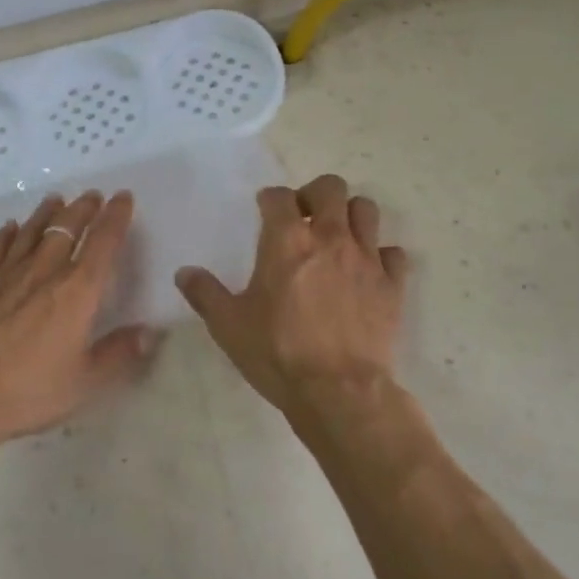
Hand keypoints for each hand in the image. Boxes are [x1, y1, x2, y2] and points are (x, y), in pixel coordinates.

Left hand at [0, 191, 159, 454]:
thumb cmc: (28, 390)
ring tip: (57, 200)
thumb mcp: (85, 382)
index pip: (103, 241)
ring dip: (48, 212)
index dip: (116, 216)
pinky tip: (11, 227)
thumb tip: (151, 332)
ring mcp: (8, 271)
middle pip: (68, 226)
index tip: (124, 197)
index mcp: (77, 290)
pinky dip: (8, 232)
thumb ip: (120, 353)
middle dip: (84, 208)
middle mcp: (45, 269)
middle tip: (93, 195)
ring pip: (33, 229)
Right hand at [175, 174, 407, 419]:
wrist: (339, 391)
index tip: (264, 209)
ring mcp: (365, 258)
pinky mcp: (392, 284)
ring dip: (350, 215)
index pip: (279, 196)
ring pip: (366, 210)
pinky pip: (393, 253)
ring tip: (338, 236)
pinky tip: (367, 272)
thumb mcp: (229, 326)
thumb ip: (205, 294)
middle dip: (315, 194)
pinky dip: (381, 256)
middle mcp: (329, 237)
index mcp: (286, 240)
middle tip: (304, 217)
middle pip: (330, 187)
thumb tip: (184, 273)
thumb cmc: (278, 352)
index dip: (270, 198)